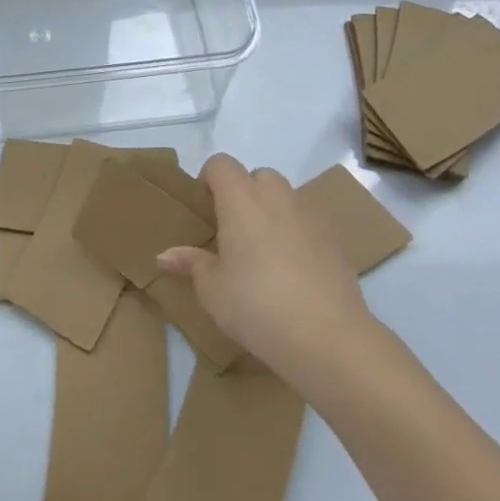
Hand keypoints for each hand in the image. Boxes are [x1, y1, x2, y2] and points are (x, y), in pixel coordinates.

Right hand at [156, 154, 371, 378]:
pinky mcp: (336, 239)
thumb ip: (191, 263)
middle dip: (244, 194)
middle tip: (233, 231)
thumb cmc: (255, 304)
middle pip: (257, 176)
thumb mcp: (211, 289)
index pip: (221, 164)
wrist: (326, 336)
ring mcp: (311, 215)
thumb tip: (164, 256)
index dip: (209, 180)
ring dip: (272, 212)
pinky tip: (293, 270)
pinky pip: (308, 222)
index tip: (205, 211)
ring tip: (263, 252)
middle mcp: (277, 197)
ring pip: (286, 197)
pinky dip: (297, 233)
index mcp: (241, 199)